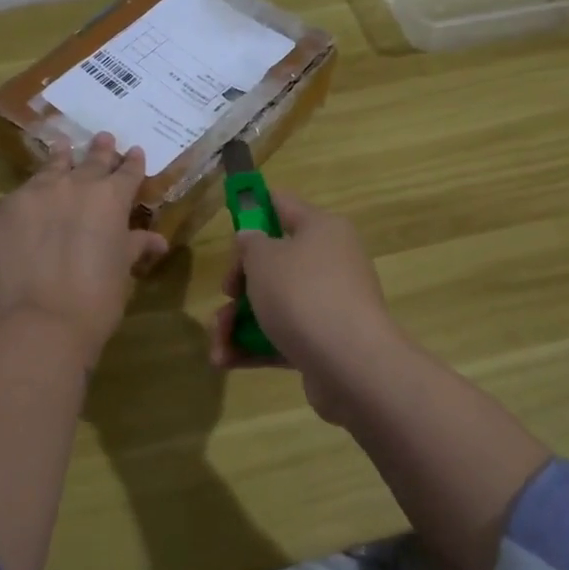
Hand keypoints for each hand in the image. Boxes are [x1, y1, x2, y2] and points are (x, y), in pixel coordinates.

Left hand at [0, 131, 170, 366]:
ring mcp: (33, 194)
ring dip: (60, 159)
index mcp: (110, 197)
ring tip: (62, 147)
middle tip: (103, 138)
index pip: (126, 172)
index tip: (134, 152)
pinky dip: (29, 199)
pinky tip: (29, 203)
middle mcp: (73, 185)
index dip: (132, 163)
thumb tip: (157, 240)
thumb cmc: (98, 298)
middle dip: (100, 151)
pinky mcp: (2, 212)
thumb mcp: (123, 268)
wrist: (44, 321)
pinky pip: (19, 197)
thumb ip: (136, 245)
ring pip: (50, 169)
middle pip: (90, 161)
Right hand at [207, 190, 403, 418]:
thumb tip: (252, 240)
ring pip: (274, 304)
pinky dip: (254, 346)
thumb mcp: (263, 259)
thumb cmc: (302, 294)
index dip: (253, 206)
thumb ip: (250, 244)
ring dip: (238, 322)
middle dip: (239, 282)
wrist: (351, 364)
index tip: (228, 219)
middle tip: (226, 293)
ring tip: (218, 342)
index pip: (283, 204)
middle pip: (274, 262)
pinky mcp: (324, 342)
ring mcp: (329, 304)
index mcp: (321, 229)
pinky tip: (225, 360)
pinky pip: (282, 336)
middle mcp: (330, 262)